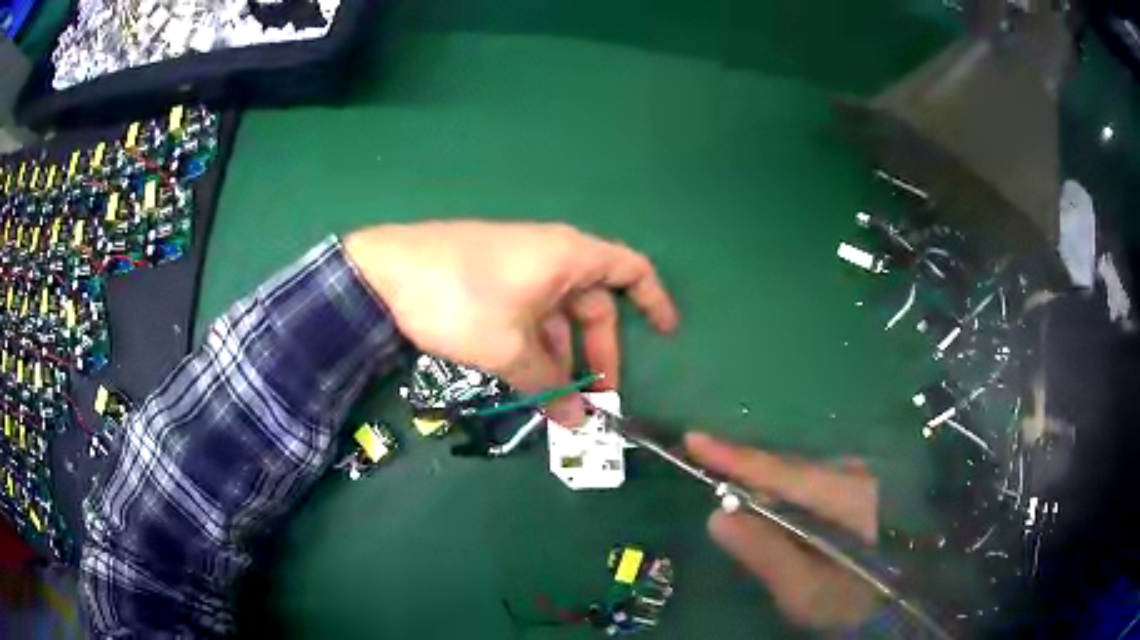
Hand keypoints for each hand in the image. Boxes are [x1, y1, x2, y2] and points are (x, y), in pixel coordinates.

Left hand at [344, 221, 678, 424]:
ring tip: (557, 403)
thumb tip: (578, 422)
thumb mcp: (509, 349)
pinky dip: (536, 347)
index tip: (667, 335)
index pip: (631, 270)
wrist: (383, 271)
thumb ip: (548, 386)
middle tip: (595, 400)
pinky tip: (526, 380)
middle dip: (599, 353)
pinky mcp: (492, 280)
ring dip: (563, 359)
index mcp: (569, 257)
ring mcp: (520, 268)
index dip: (654, 300)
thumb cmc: (459, 300)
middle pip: (594, 305)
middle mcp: (551, 256)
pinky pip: (530, 315)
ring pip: (558, 316)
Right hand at [685, 432, 882, 629]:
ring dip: (771, 487)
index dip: (736, 457)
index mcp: (847, 497)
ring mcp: (864, 478)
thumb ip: (766, 554)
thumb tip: (716, 516)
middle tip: (715, 482)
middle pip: (792, 469)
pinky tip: (783, 512)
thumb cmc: (853, 602)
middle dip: (750, 475)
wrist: (904, 602)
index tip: (694, 438)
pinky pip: (816, 482)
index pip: (783, 472)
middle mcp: (857, 475)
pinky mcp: (863, 488)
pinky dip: (791, 493)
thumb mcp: (806, 592)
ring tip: (746, 504)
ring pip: (804, 474)